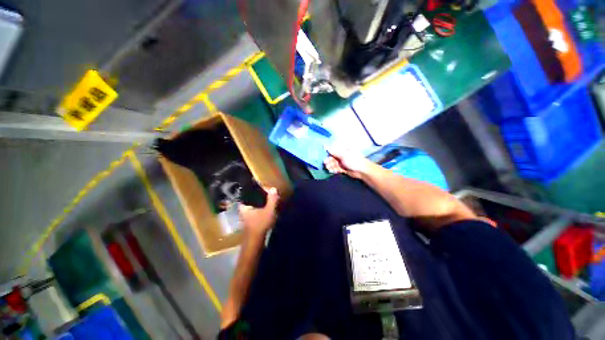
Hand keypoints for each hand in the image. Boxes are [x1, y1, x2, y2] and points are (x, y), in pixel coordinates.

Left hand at [239, 187, 279, 238]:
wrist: (255, 241)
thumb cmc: (260, 224)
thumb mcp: (269, 211)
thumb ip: (272, 199)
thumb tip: (273, 188)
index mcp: (244, 203)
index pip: (252, 191)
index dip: (262, 189)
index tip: (270, 191)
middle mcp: (243, 207)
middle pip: (254, 196)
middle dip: (264, 195)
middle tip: (273, 195)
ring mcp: (245, 213)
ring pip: (255, 203)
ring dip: (263, 201)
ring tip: (272, 201)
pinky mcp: (249, 217)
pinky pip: (256, 207)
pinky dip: (262, 206)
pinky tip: (269, 208)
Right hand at [324, 146, 370, 178]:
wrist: (362, 171)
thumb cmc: (354, 160)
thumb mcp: (343, 154)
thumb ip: (333, 151)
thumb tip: (325, 146)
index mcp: (343, 149)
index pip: (333, 150)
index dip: (328, 153)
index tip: (324, 156)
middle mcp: (342, 155)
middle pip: (332, 157)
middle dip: (329, 161)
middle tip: (326, 164)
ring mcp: (343, 162)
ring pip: (333, 163)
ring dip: (330, 166)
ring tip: (329, 168)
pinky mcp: (343, 168)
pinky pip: (336, 168)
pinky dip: (334, 169)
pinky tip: (333, 171)